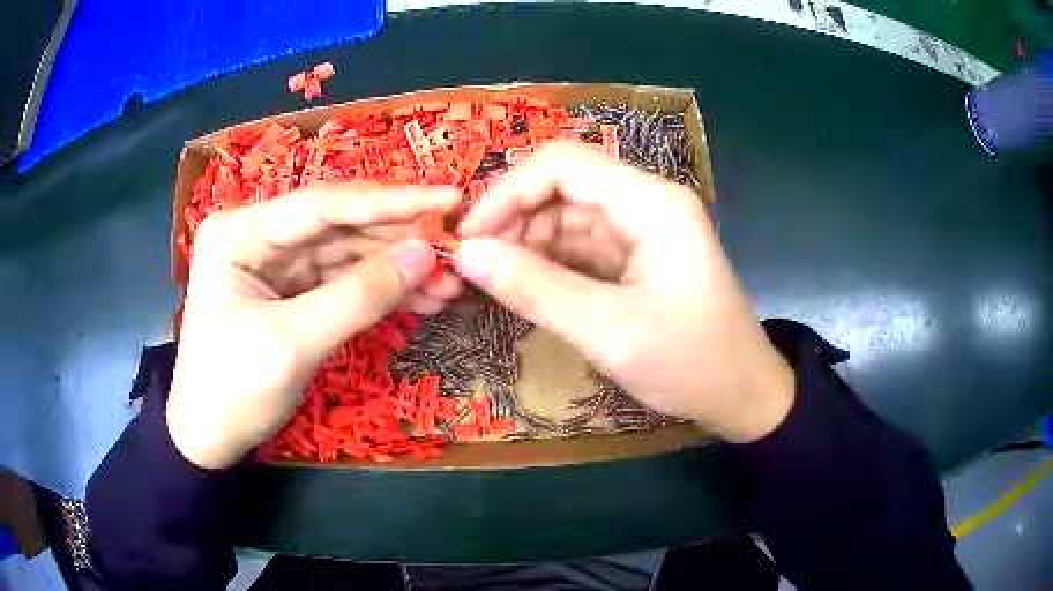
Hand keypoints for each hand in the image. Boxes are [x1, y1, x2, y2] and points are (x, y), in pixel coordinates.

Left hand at [168, 183, 461, 468]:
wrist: (209, 438)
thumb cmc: (233, 392)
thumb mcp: (293, 345)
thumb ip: (359, 297)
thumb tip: (426, 254)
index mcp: (240, 232)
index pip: (324, 204)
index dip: (391, 201)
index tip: (450, 197)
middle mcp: (258, 235)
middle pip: (340, 225)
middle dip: (399, 239)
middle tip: (459, 248)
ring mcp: (276, 262)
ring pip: (347, 253)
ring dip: (397, 267)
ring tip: (451, 282)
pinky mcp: (291, 290)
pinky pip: (343, 280)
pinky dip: (381, 290)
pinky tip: (422, 297)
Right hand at [457, 143, 794, 442]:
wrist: (744, 395)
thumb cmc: (690, 364)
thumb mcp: (609, 331)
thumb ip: (534, 289)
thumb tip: (466, 255)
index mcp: (650, 203)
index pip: (563, 164)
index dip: (507, 192)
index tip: (468, 238)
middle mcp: (647, 202)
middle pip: (563, 186)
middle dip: (514, 220)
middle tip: (474, 267)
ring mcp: (643, 229)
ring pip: (568, 216)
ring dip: (527, 243)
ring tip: (493, 281)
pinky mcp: (637, 256)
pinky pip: (582, 245)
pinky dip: (549, 263)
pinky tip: (525, 286)